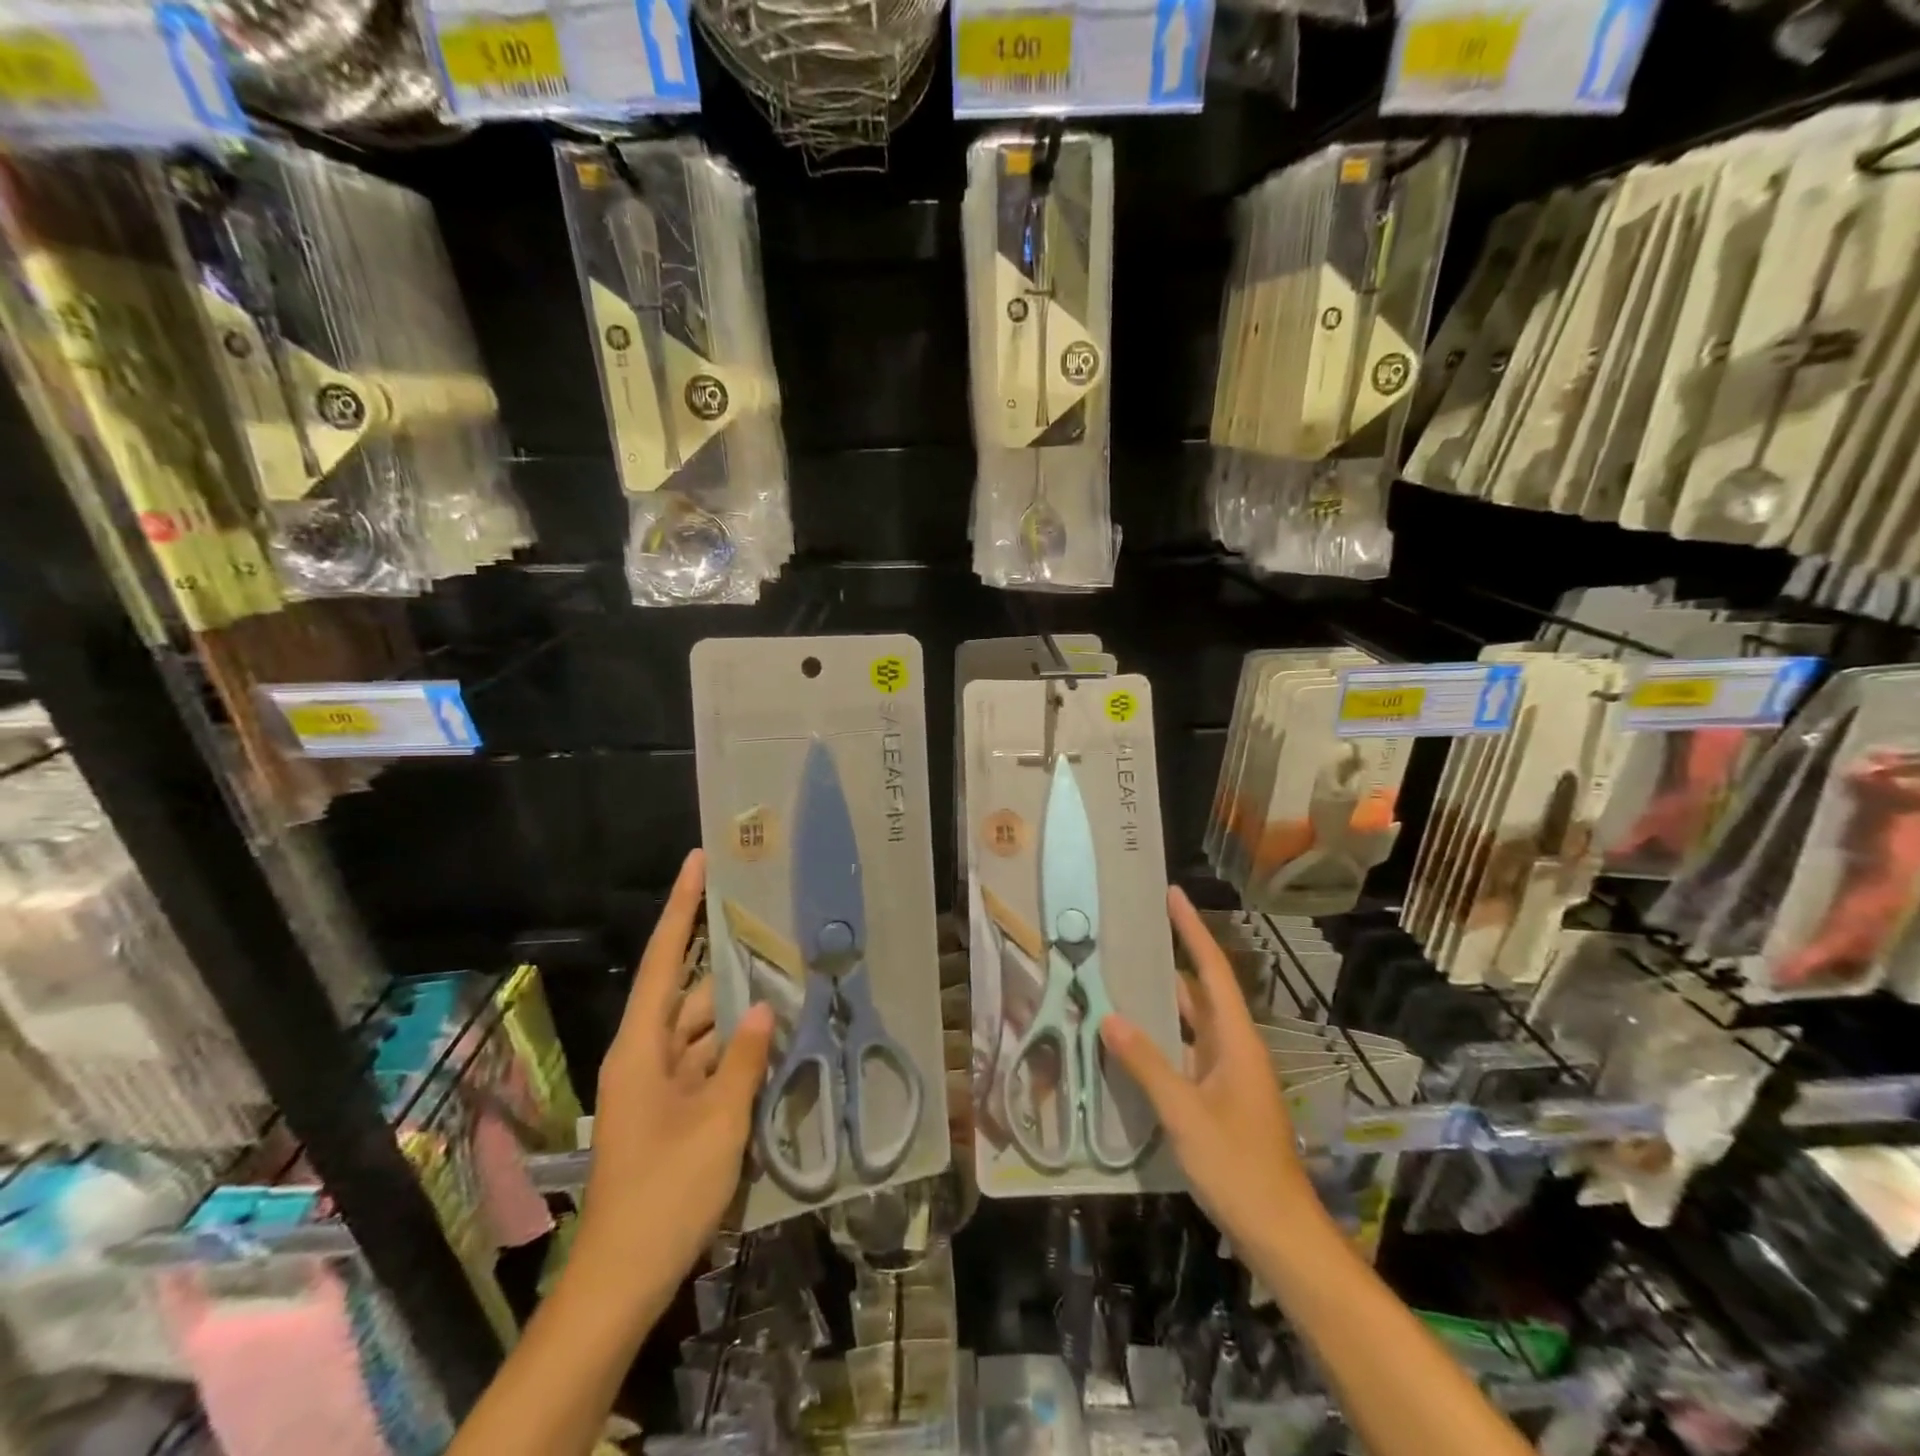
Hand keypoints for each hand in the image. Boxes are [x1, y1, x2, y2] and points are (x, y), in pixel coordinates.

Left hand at [578, 849, 774, 1296]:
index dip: (681, 908)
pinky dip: (738, 1052)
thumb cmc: (665, 1192)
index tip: (699, 862)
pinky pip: (710, 1064)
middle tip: (771, 927)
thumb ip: (744, 1059)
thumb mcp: (718, 1122)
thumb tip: (763, 1007)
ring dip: (739, 1013)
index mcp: (641, 1048)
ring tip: (788, 979)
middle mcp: (646, 1056)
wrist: (624, 1279)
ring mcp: (660, 1085)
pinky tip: (776, 1039)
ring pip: (704, 1030)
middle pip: (688, 993)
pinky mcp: (675, 1111)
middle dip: (727, 964)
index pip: (661, 960)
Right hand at [1100, 887, 1313, 1253]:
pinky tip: (1130, 1042)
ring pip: (1191, 1025)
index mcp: (1236, 1040)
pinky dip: (1161, 1040)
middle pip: (1201, 991)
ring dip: (1162, 1003)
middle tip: (1130, 936)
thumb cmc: (1238, 1166)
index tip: (1173, 895)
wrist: (1280, 1232)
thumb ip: (1147, 1063)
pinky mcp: (1219, 1098)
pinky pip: (1186, 1053)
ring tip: (1120, 979)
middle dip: (1170, 960)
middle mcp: (1234, 1048)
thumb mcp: (1185, 1113)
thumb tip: (1110, 1016)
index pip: (1212, 971)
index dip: (1193, 930)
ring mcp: (1228, 1075)